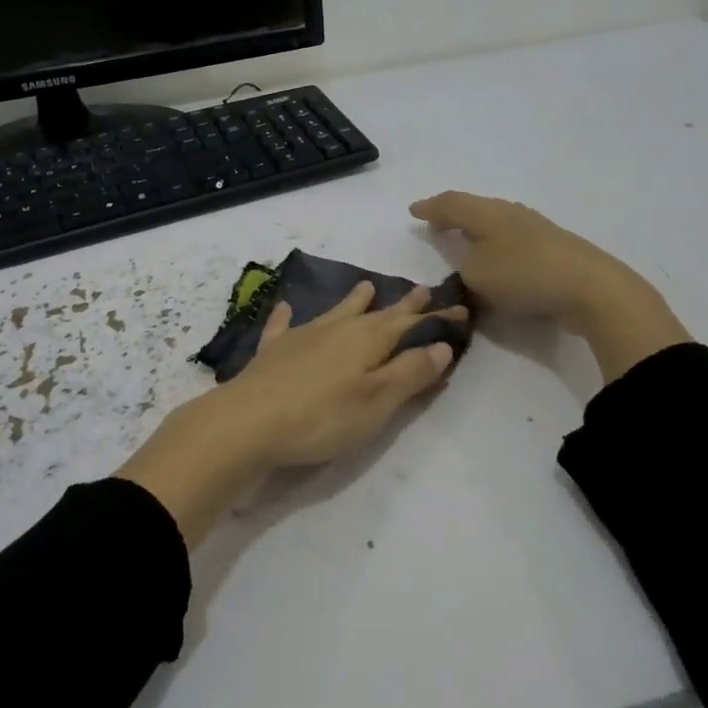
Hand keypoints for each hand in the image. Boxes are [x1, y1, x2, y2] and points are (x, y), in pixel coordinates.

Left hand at [119, 283, 465, 543]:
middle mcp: (337, 328)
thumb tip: (441, 344)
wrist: (248, 421)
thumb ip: (410, 372)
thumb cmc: (322, 417)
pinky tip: (286, 307)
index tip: (459, 310)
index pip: (411, 324)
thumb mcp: (378, 401)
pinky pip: (283, 325)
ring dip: (353, 301)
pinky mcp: (273, 351)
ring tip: (366, 286)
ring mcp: (301, 336)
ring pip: (335, 312)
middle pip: (376, 313)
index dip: (435, 319)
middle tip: (421, 290)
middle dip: (401, 304)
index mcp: (367, 339)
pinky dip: (287, 316)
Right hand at [410, 190, 689, 380]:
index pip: (451, 204)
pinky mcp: (554, 249)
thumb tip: (470, 264)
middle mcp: (511, 214)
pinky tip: (498, 259)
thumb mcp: (477, 275)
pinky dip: (496, 247)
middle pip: (475, 208)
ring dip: (477, 231)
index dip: (430, 208)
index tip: (413, 211)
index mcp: (487, 213)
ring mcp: (536, 229)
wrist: (591, 288)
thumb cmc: (524, 275)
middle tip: (437, 222)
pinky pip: (512, 242)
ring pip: (496, 223)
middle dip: (454, 215)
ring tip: (464, 240)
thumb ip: (463, 267)